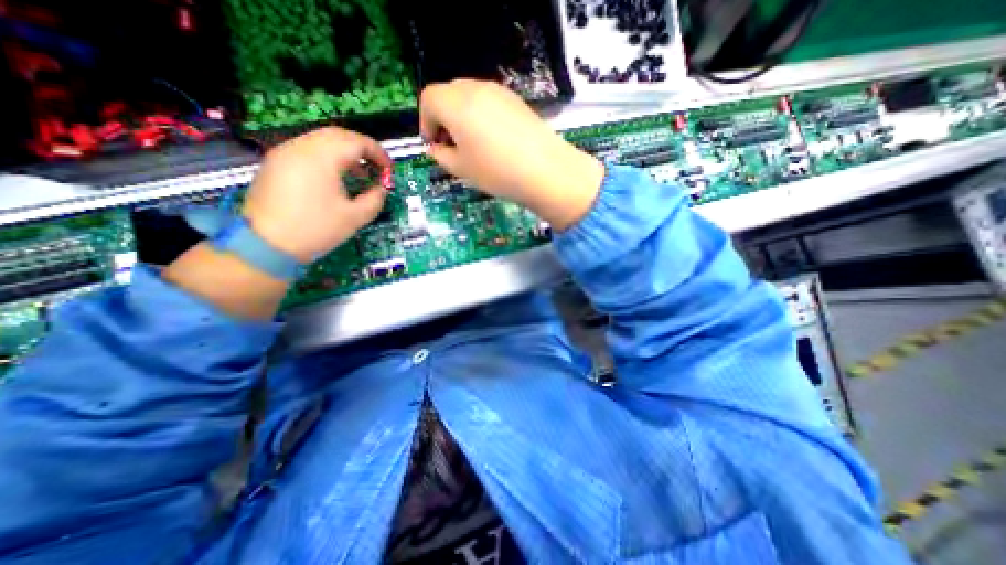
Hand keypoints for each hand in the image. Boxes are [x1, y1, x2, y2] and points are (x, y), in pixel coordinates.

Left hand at [240, 125, 390, 259]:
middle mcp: (301, 147)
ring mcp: (284, 153)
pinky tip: (336, 177)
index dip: (379, 153)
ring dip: (345, 152)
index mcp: (321, 158)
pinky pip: (308, 149)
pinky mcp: (276, 163)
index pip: (357, 142)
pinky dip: (328, 156)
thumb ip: (375, 199)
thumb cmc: (316, 230)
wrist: (267, 245)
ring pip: (321, 140)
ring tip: (359, 173)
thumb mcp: (355, 217)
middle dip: (363, 148)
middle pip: (338, 135)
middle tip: (377, 167)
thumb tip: (381, 188)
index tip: (389, 170)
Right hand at [420, 78, 598, 229]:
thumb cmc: (497, 172)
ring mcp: (499, 92)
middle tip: (452, 145)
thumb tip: (435, 148)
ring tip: (474, 145)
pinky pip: (490, 101)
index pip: (429, 99)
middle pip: (449, 93)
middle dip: (443, 117)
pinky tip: (494, 140)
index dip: (426, 122)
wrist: (545, 171)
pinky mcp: (516, 100)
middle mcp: (475, 89)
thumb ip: (441, 156)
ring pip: (470, 96)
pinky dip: (482, 115)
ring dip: (463, 116)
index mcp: (456, 104)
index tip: (434, 145)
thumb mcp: (462, 169)